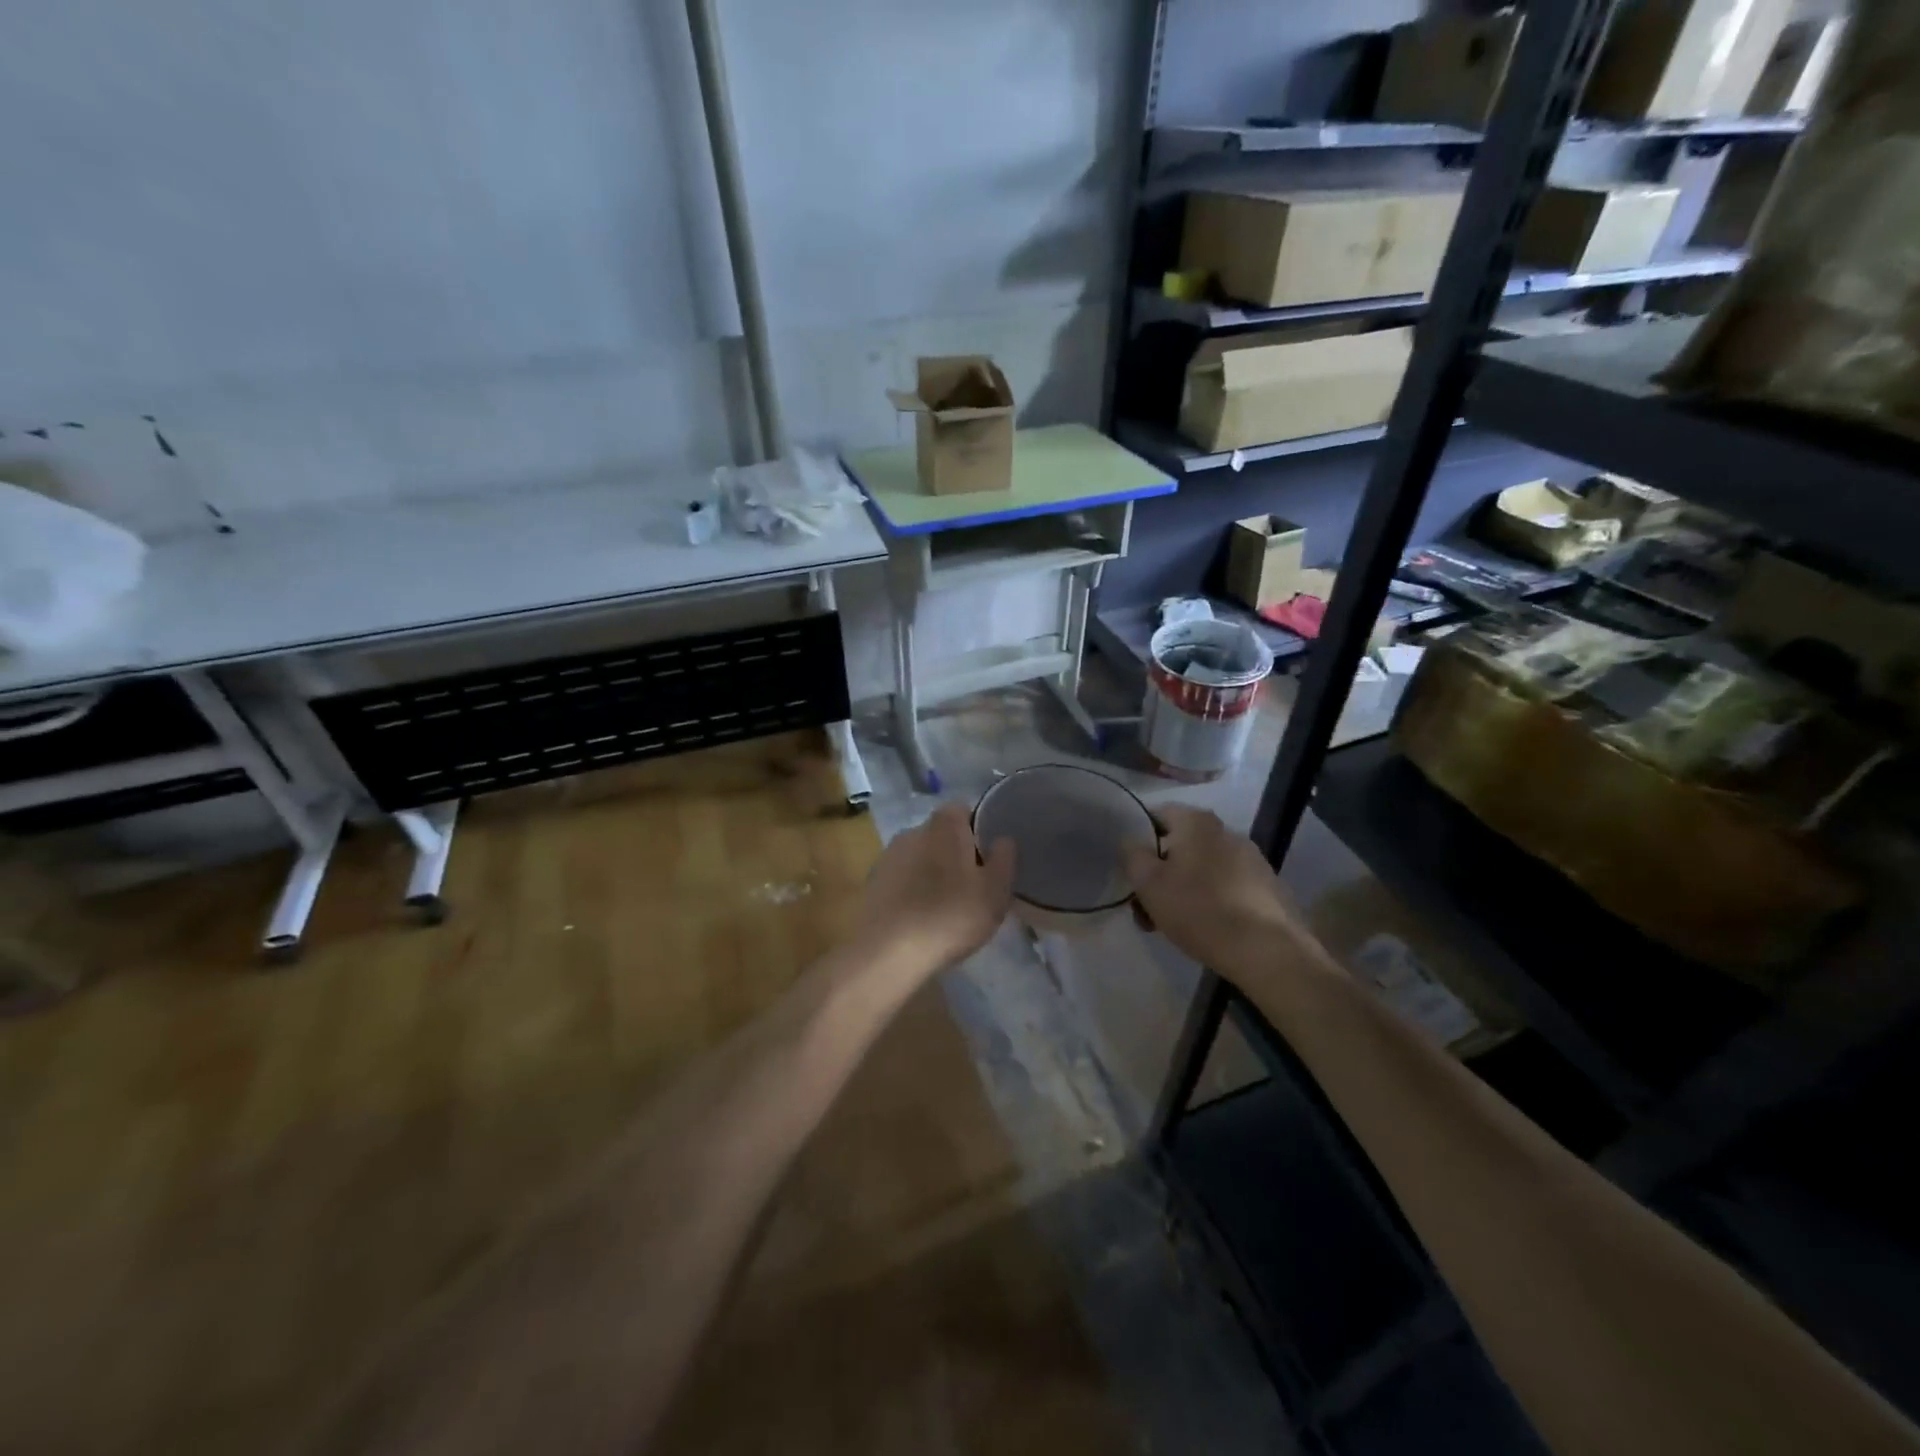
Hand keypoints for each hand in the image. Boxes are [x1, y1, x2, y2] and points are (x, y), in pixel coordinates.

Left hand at [855, 804, 1014, 974]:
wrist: (888, 953)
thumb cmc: (950, 916)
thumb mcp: (994, 892)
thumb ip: (1004, 860)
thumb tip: (1004, 839)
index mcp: (944, 825)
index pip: (964, 810)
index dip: (978, 830)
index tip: (989, 857)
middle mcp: (912, 831)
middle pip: (941, 834)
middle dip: (956, 853)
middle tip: (973, 885)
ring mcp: (888, 856)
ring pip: (920, 857)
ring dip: (933, 873)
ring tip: (947, 906)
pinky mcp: (873, 884)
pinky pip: (902, 879)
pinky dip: (913, 890)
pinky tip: (921, 918)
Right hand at [1122, 806, 1299, 970]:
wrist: (1265, 950)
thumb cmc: (1198, 909)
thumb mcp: (1148, 883)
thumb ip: (1132, 854)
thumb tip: (1130, 841)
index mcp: (1197, 823)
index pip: (1157, 814)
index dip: (1139, 839)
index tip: (1130, 868)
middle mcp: (1227, 831)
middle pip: (1180, 845)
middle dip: (1159, 872)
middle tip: (1145, 906)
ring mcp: (1252, 858)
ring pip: (1202, 868)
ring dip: (1183, 888)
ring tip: (1172, 924)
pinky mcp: (1267, 886)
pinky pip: (1226, 885)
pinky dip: (1211, 898)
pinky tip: (1205, 927)